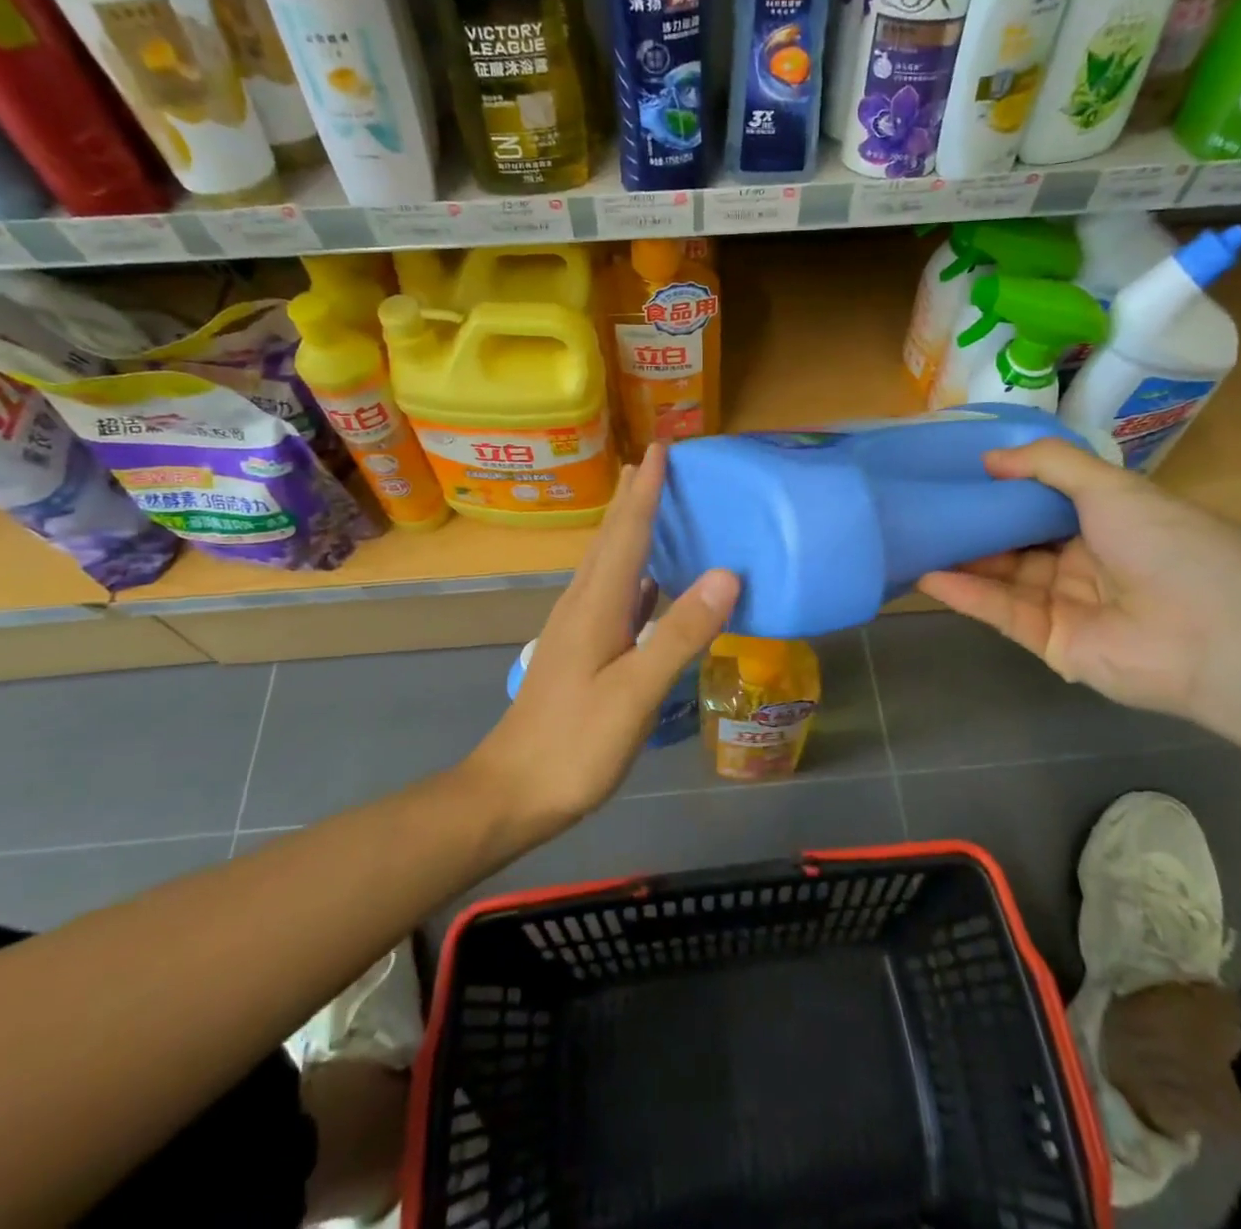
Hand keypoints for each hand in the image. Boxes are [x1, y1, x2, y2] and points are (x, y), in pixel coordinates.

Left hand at [468, 444, 739, 826]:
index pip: (625, 533)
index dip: (645, 490)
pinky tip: (650, 581)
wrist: (513, 792)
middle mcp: (583, 606)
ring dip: (630, 529)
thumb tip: (726, 575)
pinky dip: (636, 574)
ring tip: (652, 504)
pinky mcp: (583, 652)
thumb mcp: (634, 692)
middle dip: (633, 497)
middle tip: (656, 461)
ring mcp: (579, 630)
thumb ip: (679, 633)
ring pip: (609, 564)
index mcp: (595, 606)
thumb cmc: (575, 744)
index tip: (661, 447)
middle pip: (611, 539)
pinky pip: (614, 595)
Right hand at [916, 439, 1240, 723]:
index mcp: (1104, 521)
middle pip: (1015, 540)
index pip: (1040, 503)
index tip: (953, 472)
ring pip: (1002, 576)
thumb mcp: (1110, 486)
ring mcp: (1065, 604)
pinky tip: (928, 575)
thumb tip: (988, 457)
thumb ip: (1048, 465)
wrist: (1217, 634)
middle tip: (921, 506)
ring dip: (961, 559)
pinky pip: (1003, 612)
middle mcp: (1082, 561)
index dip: (999, 488)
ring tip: (912, 538)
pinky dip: (967, 594)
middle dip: (972, 524)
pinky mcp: (1051, 643)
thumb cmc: (1168, 544)